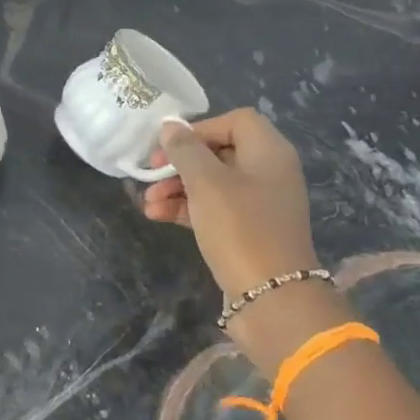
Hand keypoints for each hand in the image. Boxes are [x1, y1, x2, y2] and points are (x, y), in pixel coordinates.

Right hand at [142, 108, 318, 295]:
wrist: (272, 298)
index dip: (200, 129)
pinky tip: (157, 216)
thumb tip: (170, 126)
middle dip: (180, 163)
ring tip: (148, 203)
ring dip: (177, 188)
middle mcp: (269, 173)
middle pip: (220, 152)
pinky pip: (214, 209)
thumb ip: (185, 150)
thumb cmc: (240, 229)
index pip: (235, 121)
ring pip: (212, 183)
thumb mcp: (207, 183)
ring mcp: (260, 204)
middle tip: (151, 174)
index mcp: (269, 152)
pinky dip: (187, 209)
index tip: (171, 147)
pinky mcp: (248, 231)